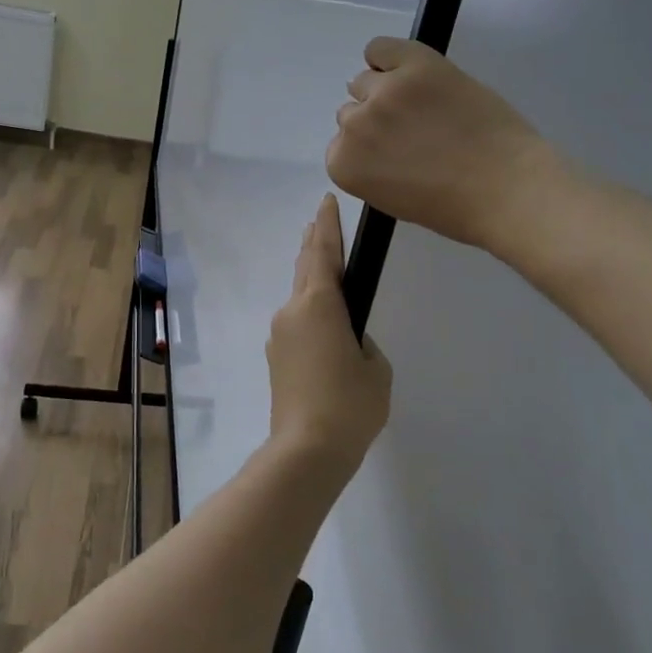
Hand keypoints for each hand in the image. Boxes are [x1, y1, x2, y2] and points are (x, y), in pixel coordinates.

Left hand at [266, 195, 391, 472]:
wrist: (306, 451)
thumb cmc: (349, 405)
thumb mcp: (375, 369)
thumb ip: (363, 342)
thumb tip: (345, 339)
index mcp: (318, 305)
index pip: (322, 252)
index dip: (327, 225)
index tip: (329, 201)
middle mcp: (291, 312)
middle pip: (305, 268)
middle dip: (315, 243)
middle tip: (322, 222)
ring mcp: (279, 335)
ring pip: (299, 298)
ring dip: (313, 282)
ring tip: (328, 272)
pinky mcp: (276, 358)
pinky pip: (296, 324)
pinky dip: (311, 314)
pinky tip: (324, 329)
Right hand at [328, 37, 553, 252]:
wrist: (506, 188)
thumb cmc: (452, 208)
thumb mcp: (391, 198)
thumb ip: (369, 167)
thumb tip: (373, 138)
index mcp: (343, 165)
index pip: (340, 145)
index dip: (369, 149)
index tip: (395, 156)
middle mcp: (354, 125)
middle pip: (351, 111)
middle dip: (377, 121)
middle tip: (414, 132)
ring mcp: (384, 92)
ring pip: (364, 80)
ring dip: (385, 91)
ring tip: (422, 105)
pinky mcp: (415, 65)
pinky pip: (379, 48)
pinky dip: (387, 57)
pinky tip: (409, 70)